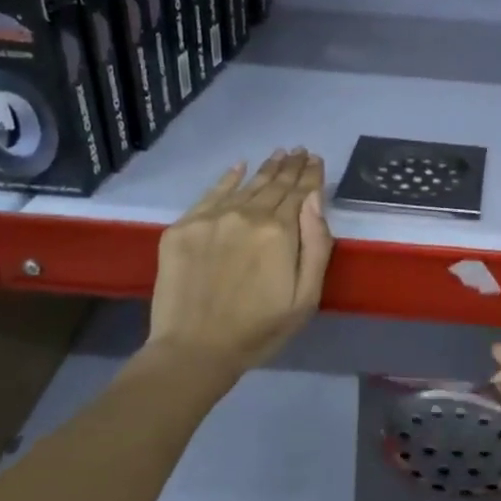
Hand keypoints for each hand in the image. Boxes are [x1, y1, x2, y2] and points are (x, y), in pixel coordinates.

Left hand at [142, 149, 332, 375]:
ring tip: (279, 154)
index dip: (311, 175)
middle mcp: (246, 215)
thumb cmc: (260, 329)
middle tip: (300, 151)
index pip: (301, 194)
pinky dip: (227, 178)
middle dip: (290, 167)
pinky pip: (210, 194)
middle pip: (274, 185)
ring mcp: (211, 219)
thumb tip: (315, 199)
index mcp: (280, 233)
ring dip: (265, 169)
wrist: (194, 349)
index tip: (316, 160)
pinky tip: (239, 167)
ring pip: (245, 186)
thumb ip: (316, 245)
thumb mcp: (305, 297)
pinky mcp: (183, 228)